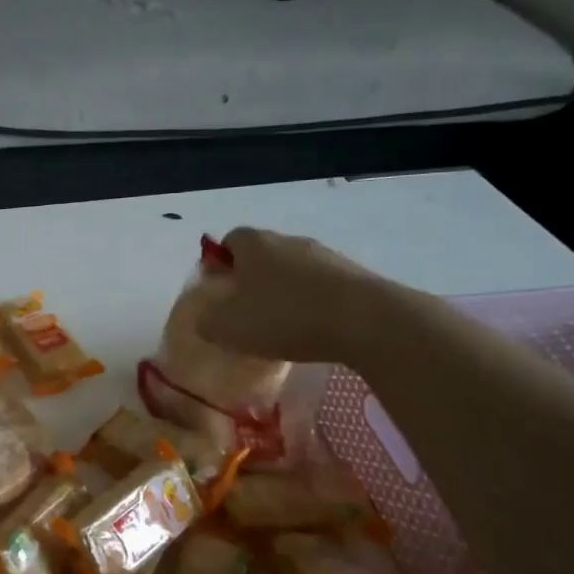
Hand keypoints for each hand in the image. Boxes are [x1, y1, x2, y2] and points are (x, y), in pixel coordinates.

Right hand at [196, 227, 404, 364]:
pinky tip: (314, 332)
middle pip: (262, 255)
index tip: (219, 293)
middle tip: (247, 314)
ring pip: (294, 272)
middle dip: (252, 281)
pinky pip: (323, 288)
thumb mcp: (226, 327)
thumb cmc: (284, 316)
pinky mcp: (355, 276)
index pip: (229, 241)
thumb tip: (208, 317)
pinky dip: (314, 305)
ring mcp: (326, 256)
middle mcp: (289, 241)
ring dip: (285, 294)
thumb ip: (207, 320)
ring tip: (282, 328)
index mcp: (254, 243)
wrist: (366, 321)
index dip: (220, 264)